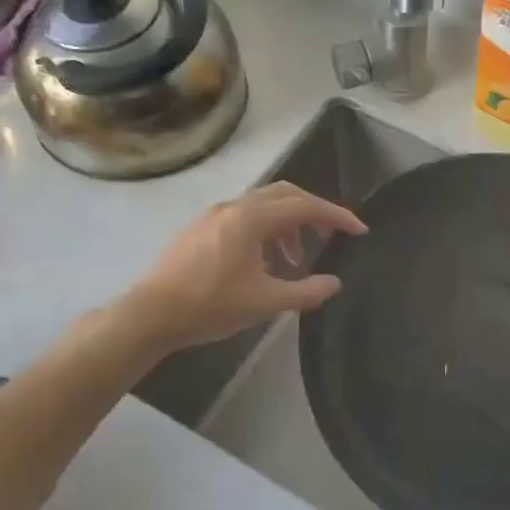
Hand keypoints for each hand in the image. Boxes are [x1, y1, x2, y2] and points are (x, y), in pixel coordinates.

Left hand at [119, 183, 367, 351]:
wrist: (150, 314)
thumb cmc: (210, 306)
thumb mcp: (265, 302)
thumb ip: (306, 291)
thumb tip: (334, 283)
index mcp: (252, 219)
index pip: (305, 206)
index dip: (336, 216)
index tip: (359, 230)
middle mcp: (233, 207)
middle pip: (284, 194)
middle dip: (313, 210)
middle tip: (332, 233)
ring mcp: (213, 215)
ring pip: (262, 205)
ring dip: (287, 223)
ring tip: (295, 257)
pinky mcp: (199, 228)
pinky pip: (242, 216)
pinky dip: (264, 229)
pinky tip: (263, 261)